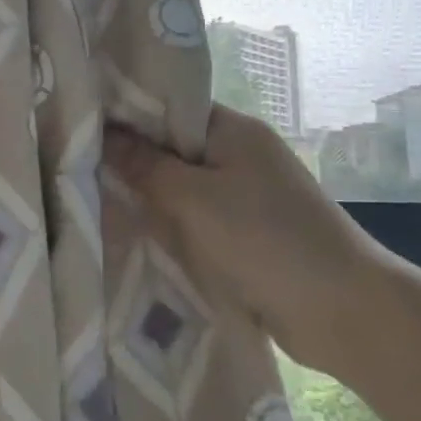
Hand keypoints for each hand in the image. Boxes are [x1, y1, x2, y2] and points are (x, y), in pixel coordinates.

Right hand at [104, 105, 399, 373]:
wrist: (345, 312)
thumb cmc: (267, 239)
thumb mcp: (195, 198)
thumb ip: (145, 166)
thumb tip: (102, 135)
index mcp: (233, 130)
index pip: (168, 108)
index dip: (126, 114)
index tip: (79, 125)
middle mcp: (239, 156)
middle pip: (171, 149)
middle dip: (130, 161)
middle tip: (75, 167)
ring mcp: (244, 197)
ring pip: (180, 189)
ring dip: (148, 199)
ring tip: (90, 201)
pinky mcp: (246, 236)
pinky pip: (195, 222)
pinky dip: (170, 228)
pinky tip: (130, 235)